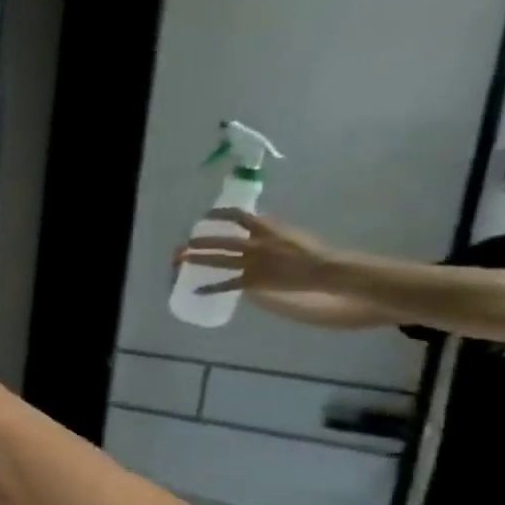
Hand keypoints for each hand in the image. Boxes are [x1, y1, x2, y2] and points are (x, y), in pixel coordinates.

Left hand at [180, 210, 341, 294]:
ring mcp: (252, 263)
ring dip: (199, 258)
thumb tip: (254, 219)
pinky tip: (197, 290)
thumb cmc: (310, 249)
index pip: (237, 216)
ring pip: (219, 260)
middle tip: (186, 241)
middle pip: (221, 240)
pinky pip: (227, 285)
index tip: (207, 215)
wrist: (322, 269)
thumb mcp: (289, 231)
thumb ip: (269, 227)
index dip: (219, 214)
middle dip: (201, 241)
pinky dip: (211, 288)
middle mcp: (254, 244)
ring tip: (182, 258)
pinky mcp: (253, 280)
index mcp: (265, 228)